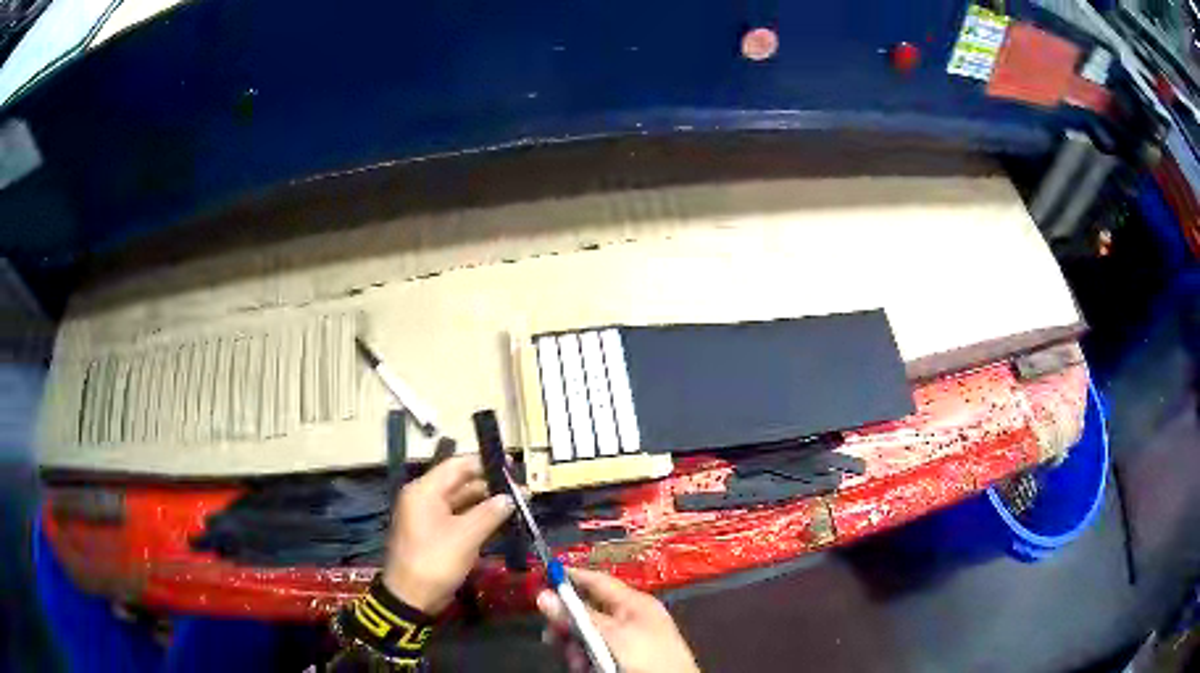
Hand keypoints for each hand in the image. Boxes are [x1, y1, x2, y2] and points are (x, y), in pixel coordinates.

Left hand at [383, 455, 514, 614]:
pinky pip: (459, 518)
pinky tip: (501, 521)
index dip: (485, 463)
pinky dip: (479, 518)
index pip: (457, 465)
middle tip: (522, 489)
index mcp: (425, 490)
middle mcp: (425, 498)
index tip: (512, 466)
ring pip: (462, 501)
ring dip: (487, 503)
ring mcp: (430, 517)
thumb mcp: (466, 536)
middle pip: (460, 483)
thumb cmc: (436, 560)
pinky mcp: (436, 534)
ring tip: (518, 504)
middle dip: (490, 485)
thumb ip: (490, 513)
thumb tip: (511, 497)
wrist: (412, 596)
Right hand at [537, 567, 698, 672]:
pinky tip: (583, 668)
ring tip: (575, 660)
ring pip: (587, 635)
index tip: (542, 577)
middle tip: (552, 635)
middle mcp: (629, 618)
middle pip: (587, 611)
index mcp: (634, 602)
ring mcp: (626, 640)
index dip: (570, 577)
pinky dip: (585, 659)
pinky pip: (594, 652)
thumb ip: (577, 616)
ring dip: (574, 646)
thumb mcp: (610, 634)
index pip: (597, 581)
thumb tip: (543, 595)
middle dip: (567, 623)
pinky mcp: (622, 659)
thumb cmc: (646, 655)